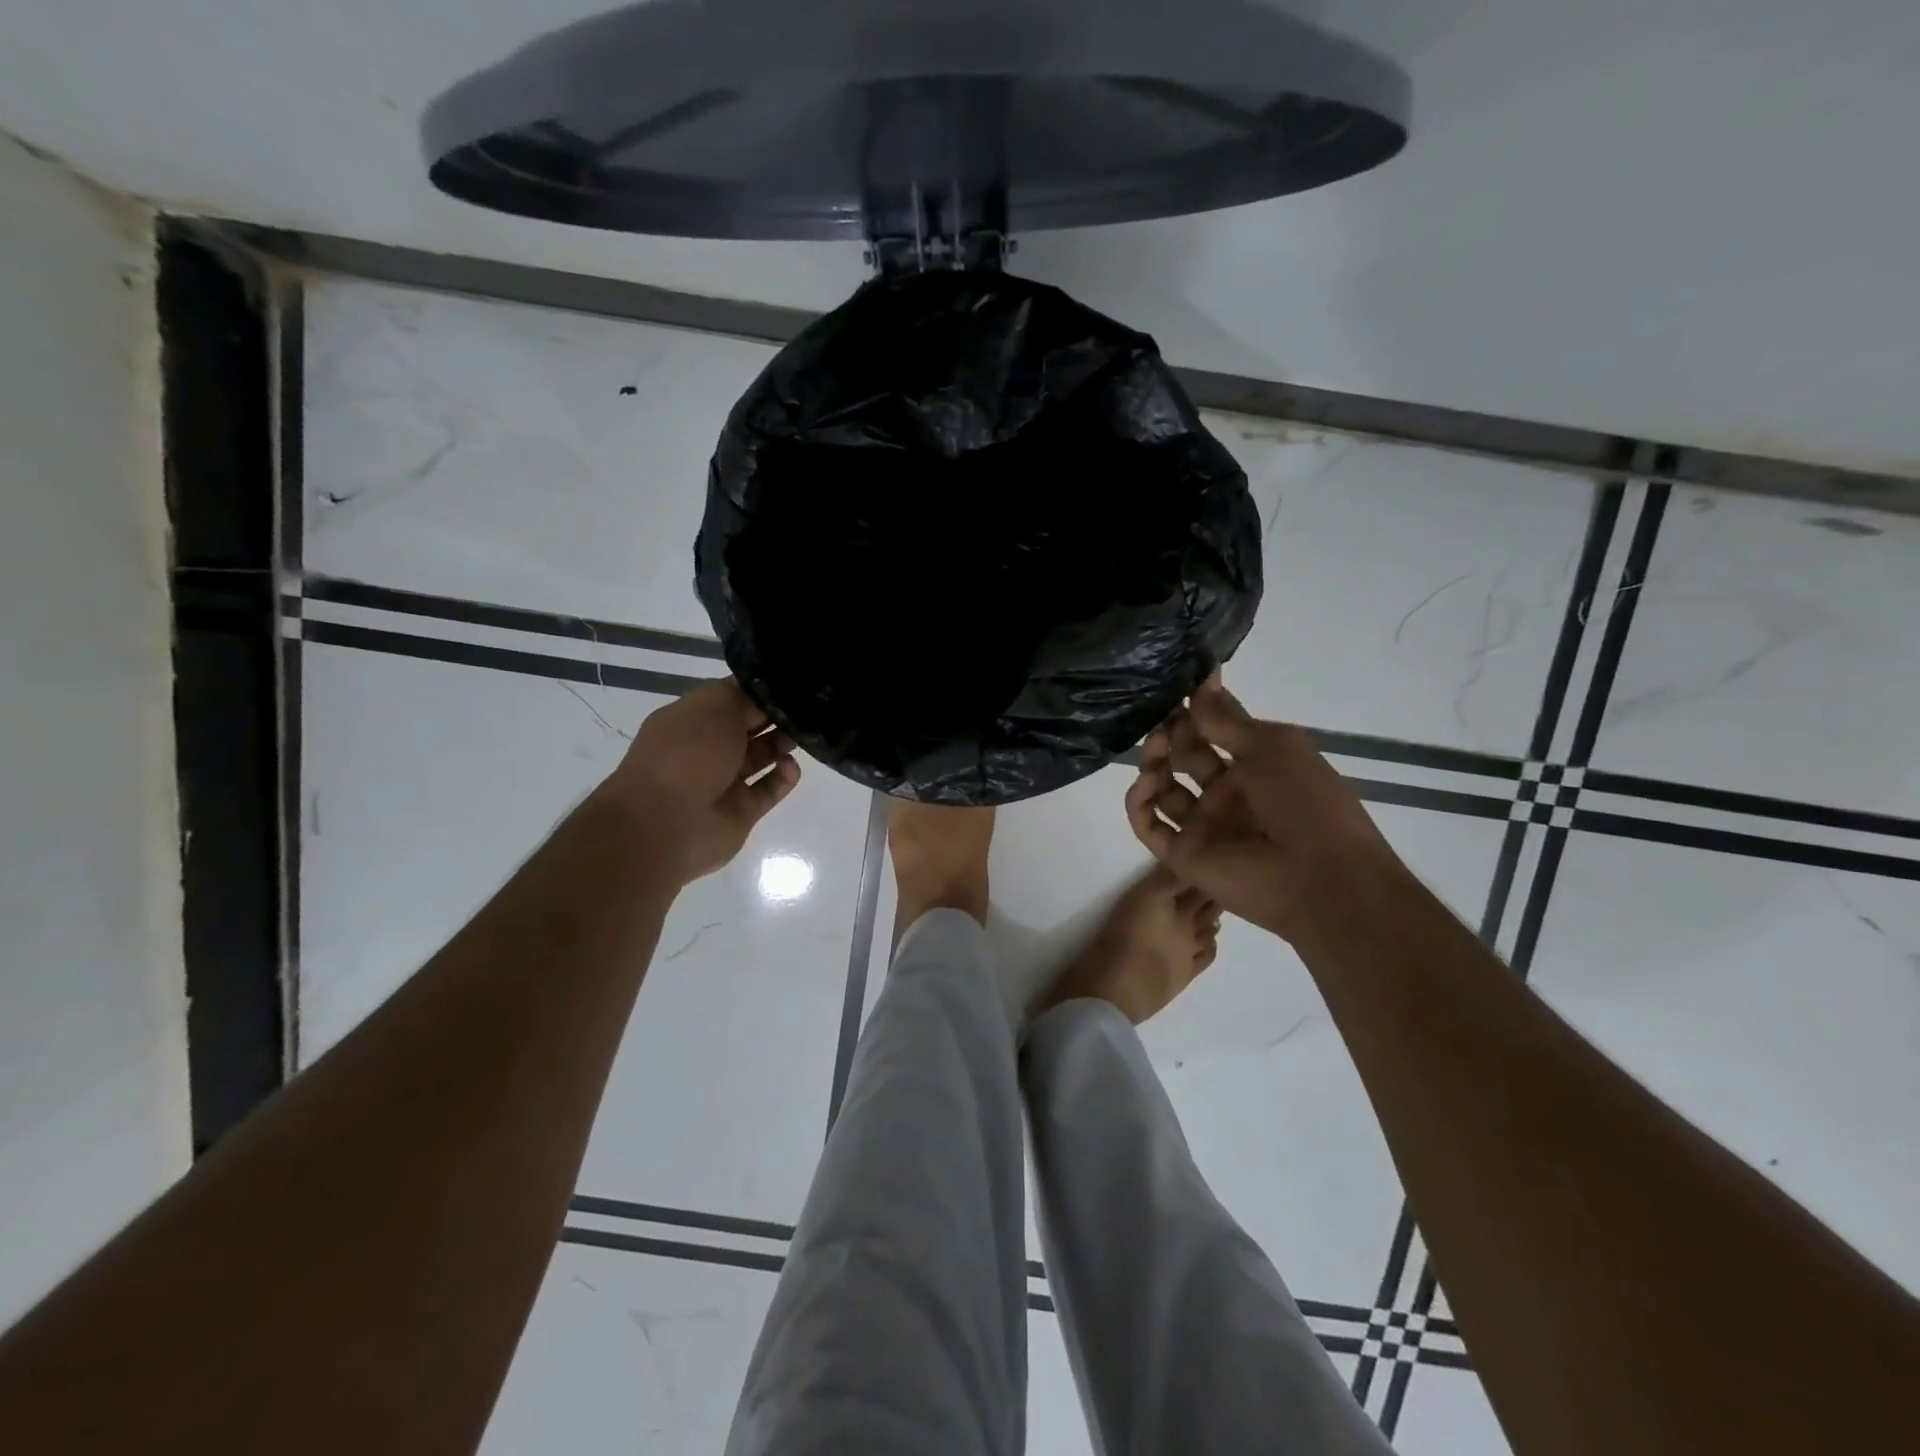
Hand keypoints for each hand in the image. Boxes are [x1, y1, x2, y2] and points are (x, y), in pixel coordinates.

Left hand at [596, 679, 800, 886]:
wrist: (666, 822)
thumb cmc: (687, 753)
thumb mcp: (714, 705)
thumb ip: (744, 696)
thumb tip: (766, 699)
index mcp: (691, 720)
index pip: (730, 699)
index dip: (758, 692)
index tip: (790, 686)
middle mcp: (706, 749)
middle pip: (749, 728)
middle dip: (775, 717)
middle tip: (803, 711)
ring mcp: (724, 782)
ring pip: (760, 758)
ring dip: (781, 745)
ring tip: (799, 737)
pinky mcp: (741, 811)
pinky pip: (768, 790)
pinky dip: (783, 778)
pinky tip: (791, 767)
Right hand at [1124, 674, 1397, 940]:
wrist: (1320, 876)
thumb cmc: (1306, 801)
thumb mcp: (1273, 746)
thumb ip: (1227, 718)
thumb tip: (1201, 679)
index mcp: (1255, 766)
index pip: (1216, 730)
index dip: (1198, 708)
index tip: (1178, 681)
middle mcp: (1226, 793)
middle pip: (1186, 755)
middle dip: (1173, 731)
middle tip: (1163, 714)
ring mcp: (1203, 824)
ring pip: (1163, 788)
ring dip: (1153, 762)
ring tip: (1155, 745)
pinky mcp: (1182, 854)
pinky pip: (1149, 825)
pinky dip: (1139, 802)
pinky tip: (1145, 781)